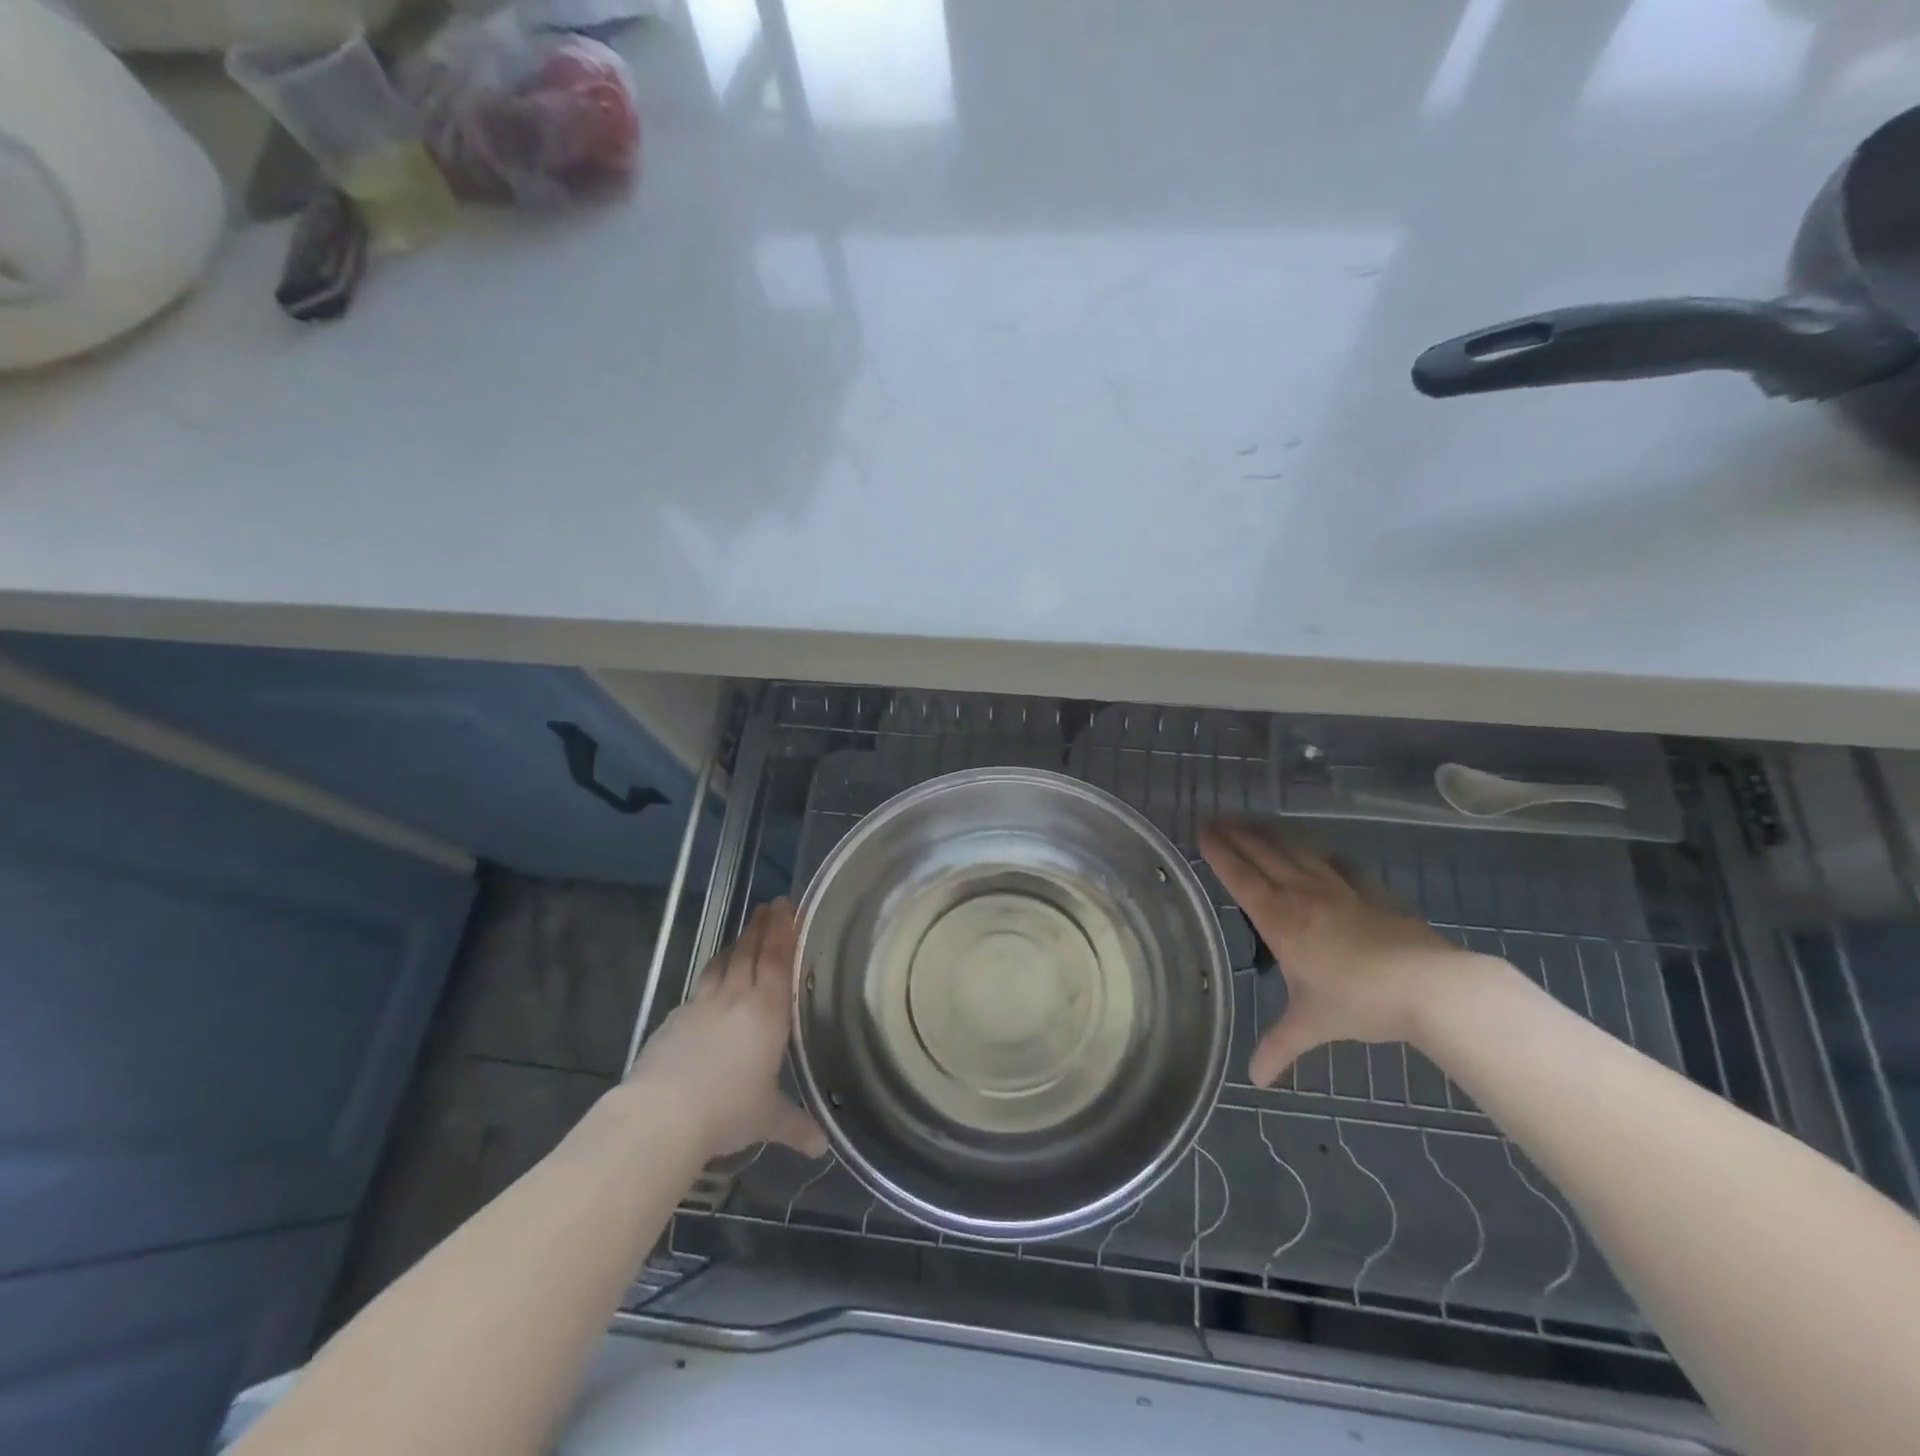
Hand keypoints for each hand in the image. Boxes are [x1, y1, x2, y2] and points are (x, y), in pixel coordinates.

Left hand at [628, 899, 826, 1160]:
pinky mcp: (673, 1019)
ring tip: (743, 934)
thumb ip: (794, 1125)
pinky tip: (709, 985)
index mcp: (766, 1012)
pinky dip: (710, 976)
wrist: (662, 1115)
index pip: (778, 960)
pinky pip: (699, 988)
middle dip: (762, 926)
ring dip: (736, 944)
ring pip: (722, 963)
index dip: (784, 932)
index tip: (789, 907)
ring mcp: (701, 1005)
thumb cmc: (728, 1110)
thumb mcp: (766, 1119)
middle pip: (750, 952)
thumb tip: (820, 1147)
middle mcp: (735, 998)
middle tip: (772, 905)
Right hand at [1199, 820, 1475, 1086]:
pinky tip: (1320, 851)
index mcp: (1280, 918)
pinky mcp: (1371, 892)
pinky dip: (1320, 853)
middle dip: (1237, 833)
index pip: (1240, 876)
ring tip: (1255, 822)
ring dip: (1271, 834)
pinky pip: (1337, 863)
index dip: (1219, 852)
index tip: (1202, 830)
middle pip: (1263, 853)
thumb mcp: (1312, 1025)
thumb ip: (1279, 1046)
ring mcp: (1339, 888)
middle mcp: (1303, 893)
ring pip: (1296, 851)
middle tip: (1216, 817)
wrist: (1430, 986)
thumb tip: (1254, 1081)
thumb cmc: (1359, 1001)